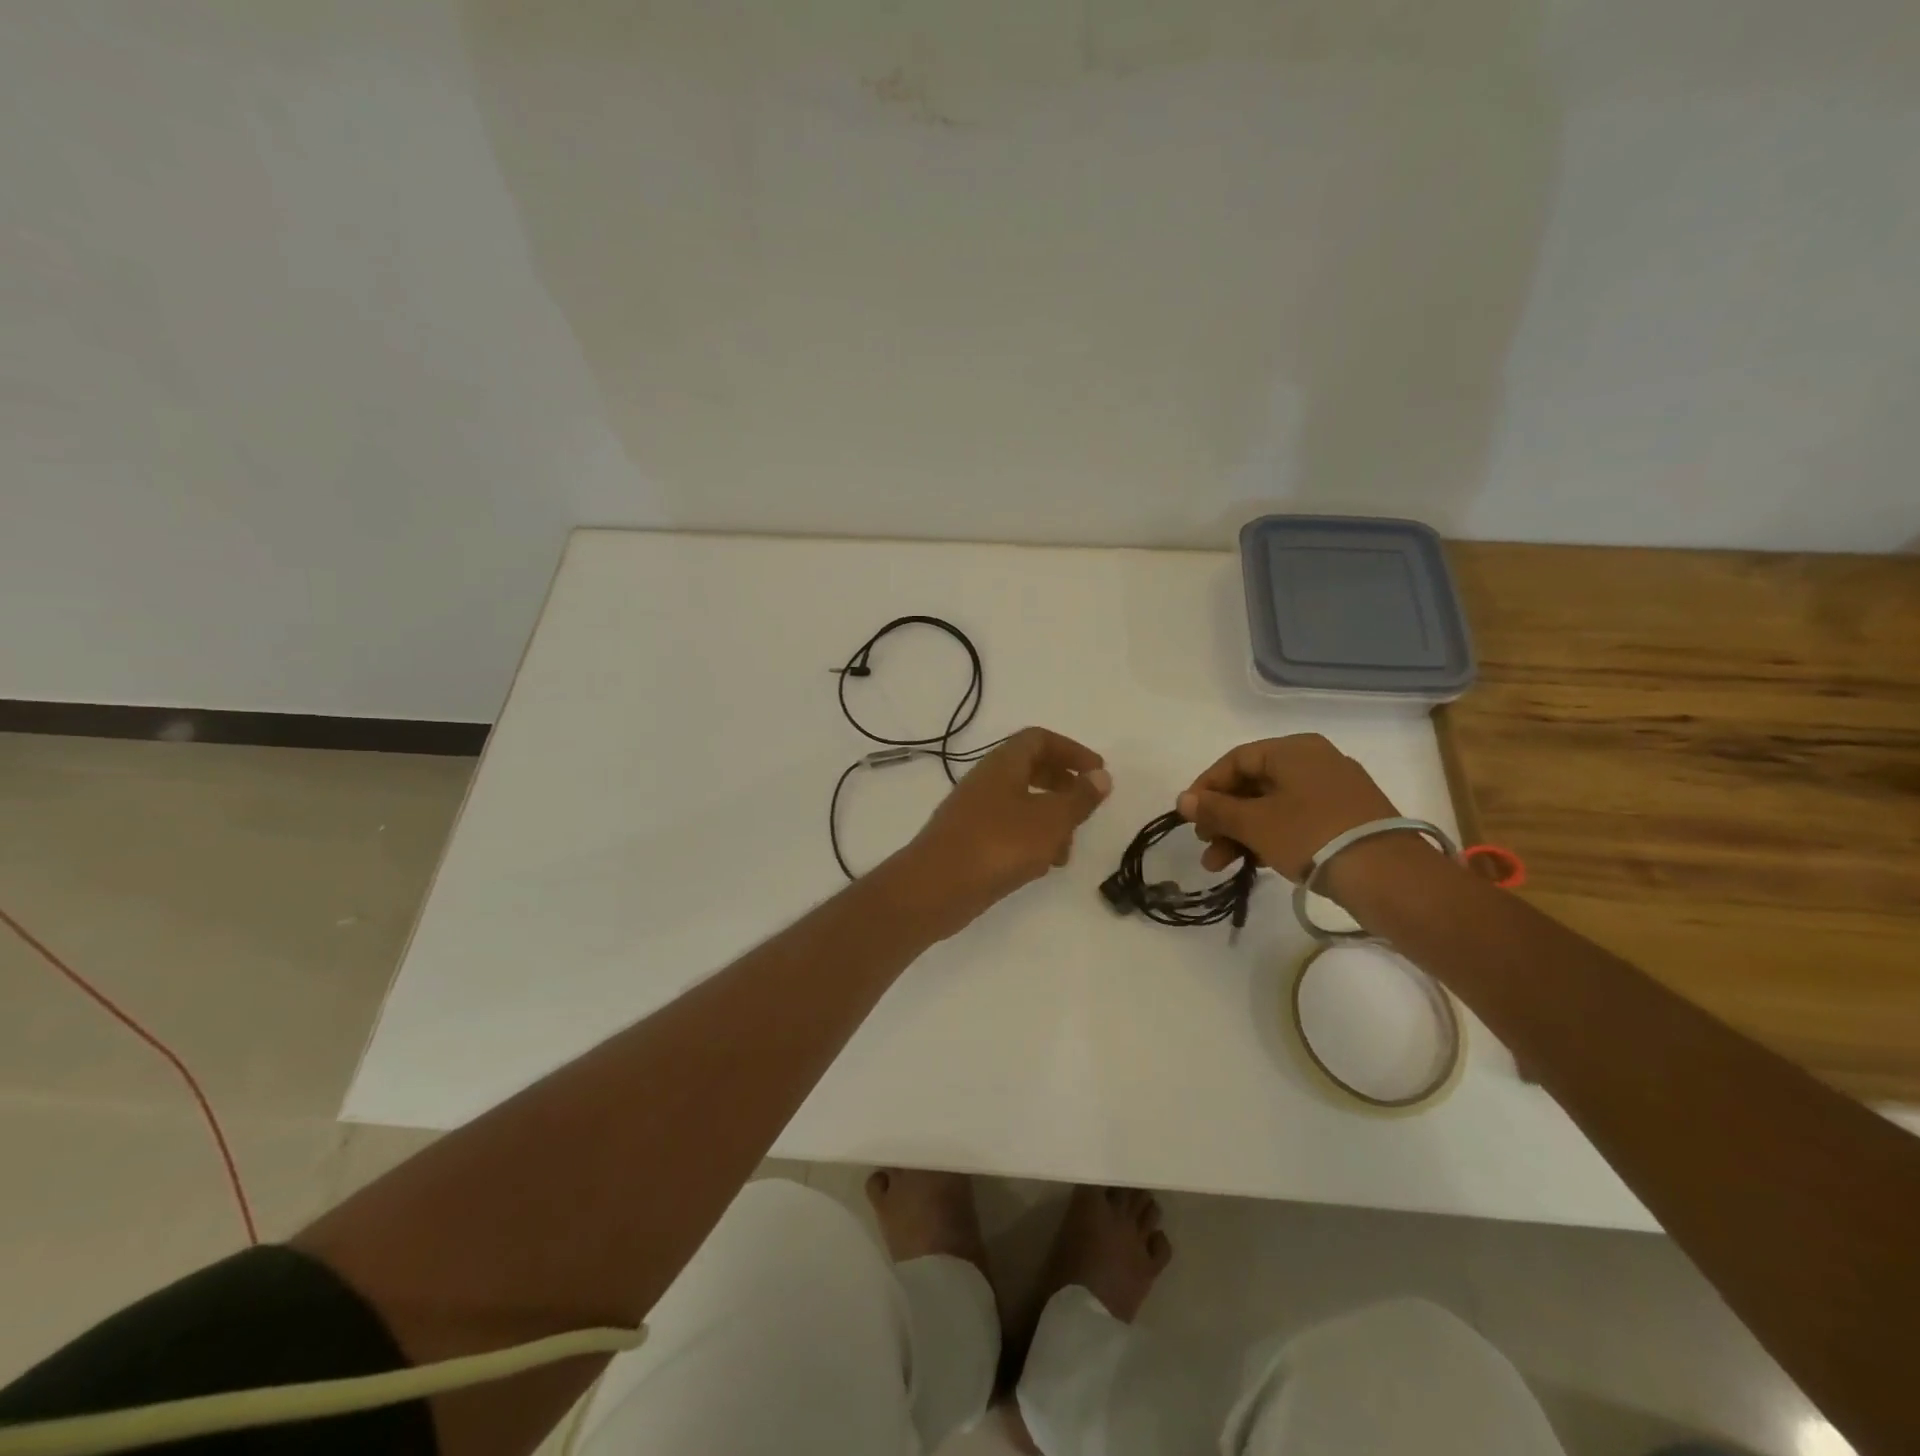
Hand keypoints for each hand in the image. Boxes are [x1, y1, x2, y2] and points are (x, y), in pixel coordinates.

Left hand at [890, 727, 1111, 937]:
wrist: (936, 887)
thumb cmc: (999, 844)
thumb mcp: (1051, 819)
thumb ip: (1079, 797)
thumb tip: (1101, 775)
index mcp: (1003, 764)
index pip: (1039, 739)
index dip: (1071, 750)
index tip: (1097, 772)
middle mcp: (986, 781)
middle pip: (1030, 769)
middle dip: (1062, 786)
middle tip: (1085, 807)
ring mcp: (974, 812)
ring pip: (1021, 804)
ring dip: (1049, 821)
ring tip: (1066, 851)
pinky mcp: (969, 841)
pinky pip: (1007, 830)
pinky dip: (1030, 841)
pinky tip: (1041, 867)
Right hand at [1176, 734, 1398, 883]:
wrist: (1388, 877)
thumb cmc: (1311, 836)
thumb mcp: (1254, 823)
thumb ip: (1215, 810)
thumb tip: (1183, 800)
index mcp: (1294, 749)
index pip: (1235, 760)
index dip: (1206, 787)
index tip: (1188, 816)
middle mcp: (1316, 761)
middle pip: (1253, 785)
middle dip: (1223, 818)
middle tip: (1205, 844)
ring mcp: (1335, 791)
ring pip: (1273, 806)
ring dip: (1242, 833)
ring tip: (1221, 866)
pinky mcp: (1347, 819)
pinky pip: (1296, 820)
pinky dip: (1270, 837)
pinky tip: (1255, 863)